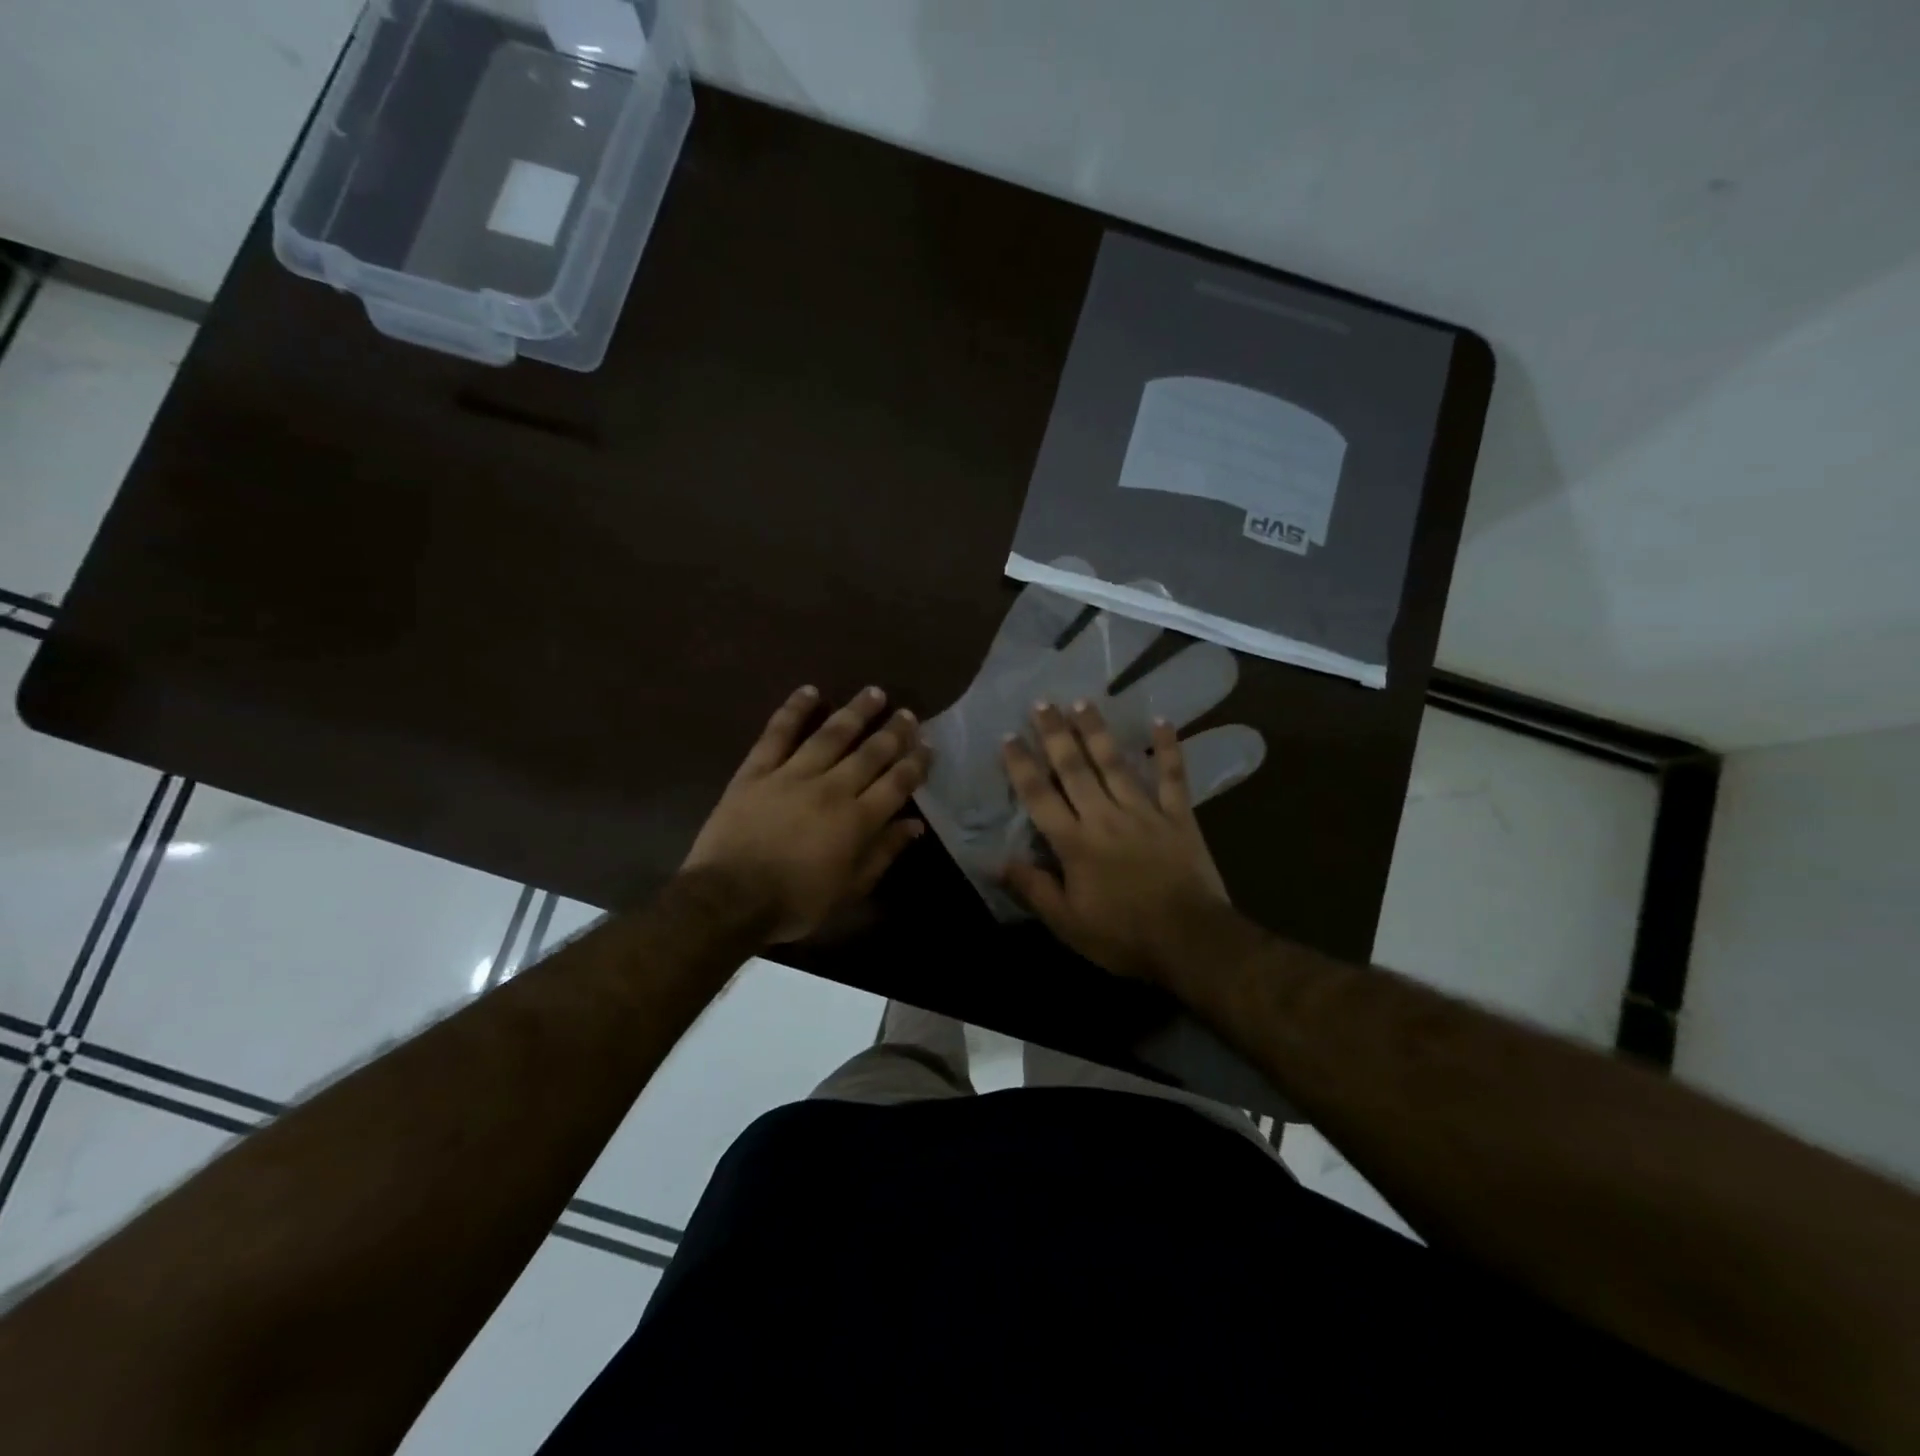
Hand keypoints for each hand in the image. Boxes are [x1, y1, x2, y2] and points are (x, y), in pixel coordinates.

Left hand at [684, 685, 930, 942]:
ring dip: (855, 712)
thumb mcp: (849, 890)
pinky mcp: (757, 770)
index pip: (896, 783)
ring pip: (831, 735)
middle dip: (894, 732)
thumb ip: (883, 853)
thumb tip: (914, 825)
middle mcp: (831, 788)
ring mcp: (792, 775)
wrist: (730, 898)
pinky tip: (809, 691)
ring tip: (874, 693)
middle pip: (870, 753)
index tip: (928, 746)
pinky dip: (794, 710)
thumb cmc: (795, 902)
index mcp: (857, 820)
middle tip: (908, 714)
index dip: (915, 763)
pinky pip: (778, 733)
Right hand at [1000, 700, 1228, 981]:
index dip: (1021, 765)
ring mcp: (1144, 812)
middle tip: (1042, 703)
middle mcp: (1105, 816)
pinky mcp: (1179, 817)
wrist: (1191, 942)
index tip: (1008, 737)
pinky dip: (1168, 748)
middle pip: (1075, 768)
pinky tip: (1162, 721)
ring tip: (1082, 702)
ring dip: (1097, 731)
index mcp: (1074, 842)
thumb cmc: (1124, 937)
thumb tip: (996, 861)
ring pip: (1115, 763)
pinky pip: (1172, 777)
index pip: (1040, 796)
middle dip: (1055, 734)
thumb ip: (1033, 888)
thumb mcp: (1067, 924)